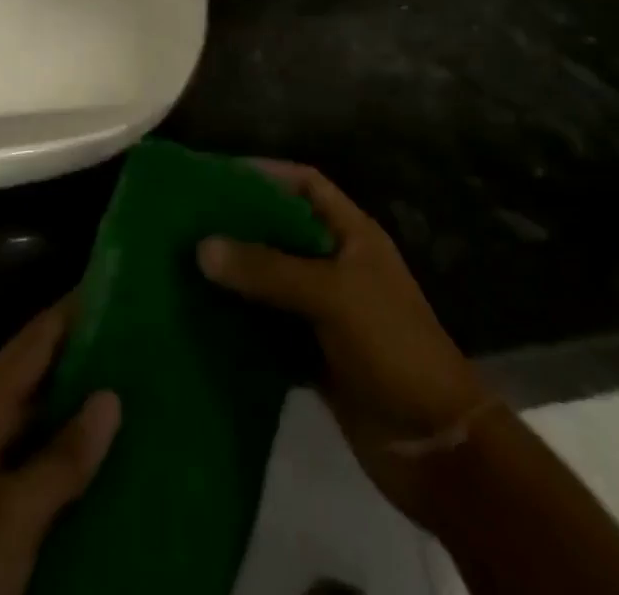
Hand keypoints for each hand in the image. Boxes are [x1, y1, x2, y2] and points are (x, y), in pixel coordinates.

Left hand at [0, 304, 120, 594]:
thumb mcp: (7, 520)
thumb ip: (61, 457)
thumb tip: (112, 395)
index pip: (37, 337)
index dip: (79, 309)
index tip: (128, 288)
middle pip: (43, 374)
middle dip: (93, 357)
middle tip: (151, 342)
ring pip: (46, 422)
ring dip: (88, 409)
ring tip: (147, 391)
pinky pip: (43, 467)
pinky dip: (76, 457)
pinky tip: (116, 461)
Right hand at [198, 162, 486, 530]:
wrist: (436, 445)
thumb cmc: (391, 346)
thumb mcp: (332, 295)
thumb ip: (268, 269)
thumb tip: (202, 246)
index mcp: (352, 234)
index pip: (305, 184)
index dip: (266, 174)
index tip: (216, 175)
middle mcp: (337, 264)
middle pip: (282, 232)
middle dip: (240, 226)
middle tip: (186, 223)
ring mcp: (326, 312)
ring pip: (272, 282)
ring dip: (236, 278)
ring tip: (182, 268)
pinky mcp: (315, 356)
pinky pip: (270, 331)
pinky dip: (241, 326)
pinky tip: (202, 323)